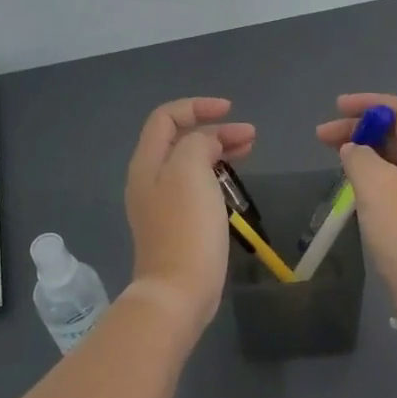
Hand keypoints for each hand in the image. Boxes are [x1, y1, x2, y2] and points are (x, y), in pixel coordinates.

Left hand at [125, 98, 255, 330]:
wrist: (178, 291)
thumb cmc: (186, 226)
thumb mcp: (190, 170)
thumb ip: (198, 143)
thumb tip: (208, 144)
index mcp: (147, 163)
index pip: (166, 117)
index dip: (197, 106)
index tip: (231, 110)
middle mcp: (149, 179)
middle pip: (179, 139)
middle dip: (214, 129)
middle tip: (249, 135)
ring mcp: (161, 204)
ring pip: (190, 162)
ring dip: (218, 150)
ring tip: (249, 150)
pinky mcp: (177, 224)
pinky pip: (195, 186)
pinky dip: (216, 174)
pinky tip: (234, 182)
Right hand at [316, 93, 396, 304]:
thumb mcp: (375, 183)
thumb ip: (359, 156)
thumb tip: (353, 151)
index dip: (369, 103)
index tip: (337, 108)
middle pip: (394, 133)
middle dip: (358, 128)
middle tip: (322, 136)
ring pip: (391, 158)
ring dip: (362, 151)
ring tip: (332, 156)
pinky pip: (390, 181)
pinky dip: (368, 174)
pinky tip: (350, 184)